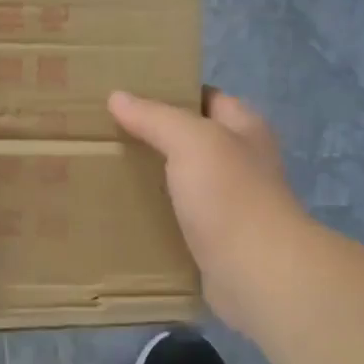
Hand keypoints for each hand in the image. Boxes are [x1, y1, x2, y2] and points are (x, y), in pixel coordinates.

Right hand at [109, 87, 306, 333]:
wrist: (256, 272)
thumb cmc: (230, 195)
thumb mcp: (190, 141)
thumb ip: (154, 117)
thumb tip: (117, 97)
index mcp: (244, 129)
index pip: (207, 98)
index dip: (172, 92)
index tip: (128, 95)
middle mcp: (241, 162)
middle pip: (192, 140)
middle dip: (154, 136)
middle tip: (108, 134)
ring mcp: (230, 203)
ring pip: (183, 180)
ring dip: (152, 177)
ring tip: (107, 170)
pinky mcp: (215, 239)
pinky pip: (178, 218)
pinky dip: (155, 214)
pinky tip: (123, 212)